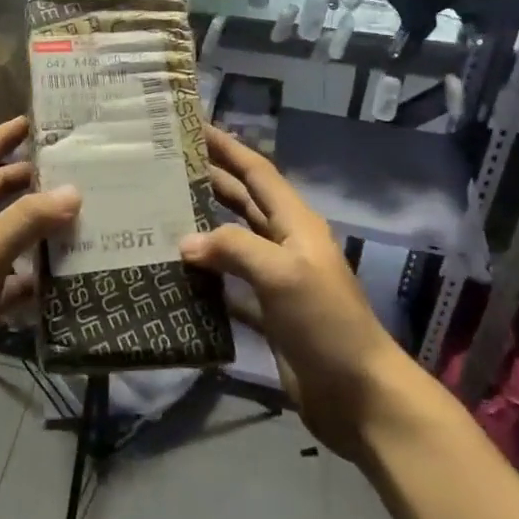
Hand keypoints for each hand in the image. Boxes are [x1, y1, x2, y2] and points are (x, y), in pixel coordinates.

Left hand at [0, 117, 79, 444]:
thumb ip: (26, 220)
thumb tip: (72, 192)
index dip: (0, 139)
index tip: (31, 123)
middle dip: (25, 182)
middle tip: (68, 172)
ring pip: (4, 236)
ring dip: (34, 226)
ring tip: (76, 216)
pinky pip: (11, 277)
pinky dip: (34, 271)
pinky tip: (64, 271)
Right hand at [180, 123, 416, 459]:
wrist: (358, 394)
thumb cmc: (326, 322)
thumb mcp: (283, 274)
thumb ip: (234, 248)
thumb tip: (185, 242)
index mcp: (295, 223)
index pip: (257, 172)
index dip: (228, 147)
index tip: (195, 125)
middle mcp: (285, 243)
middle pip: (242, 201)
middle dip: (210, 180)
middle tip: (166, 166)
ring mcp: (276, 280)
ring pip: (232, 241)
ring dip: (202, 227)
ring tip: (161, 213)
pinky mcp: (267, 313)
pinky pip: (229, 285)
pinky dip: (205, 277)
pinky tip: (176, 273)